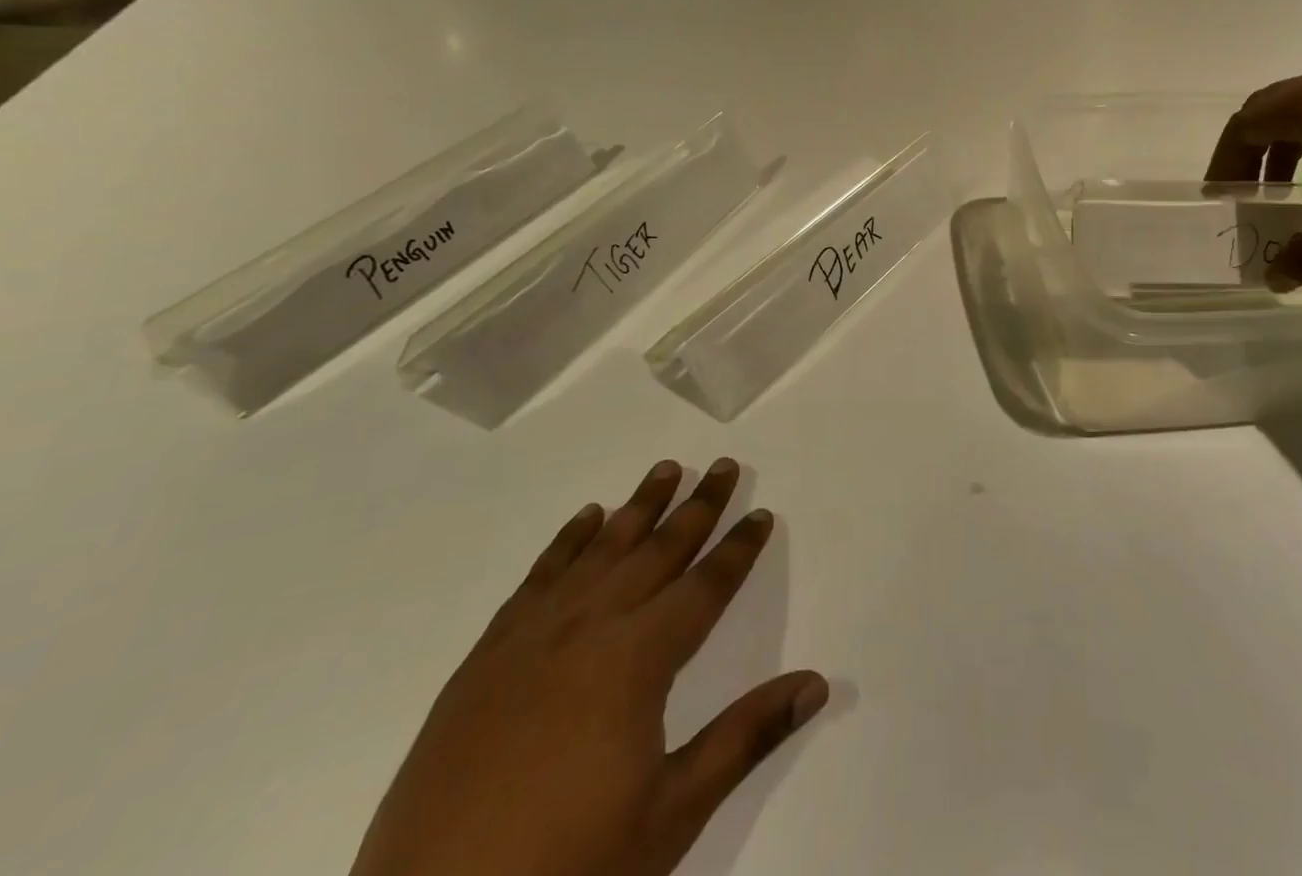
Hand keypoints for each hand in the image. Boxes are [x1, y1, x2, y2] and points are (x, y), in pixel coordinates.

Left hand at [350, 459, 827, 875]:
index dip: (738, 549)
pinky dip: (567, 541)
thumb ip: (745, 737)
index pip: (704, 586)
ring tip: (666, 469)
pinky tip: (586, 518)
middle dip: (697, 507)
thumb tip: (816, 683)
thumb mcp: (670, 815)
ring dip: (639, 507)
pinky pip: (539, 577)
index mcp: (636, 661)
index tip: (761, 512)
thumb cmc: (566, 873)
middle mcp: (589, 627)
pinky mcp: (485, 657)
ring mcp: (532, 637)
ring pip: (600, 550)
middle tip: (724, 466)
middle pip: (657, 551)